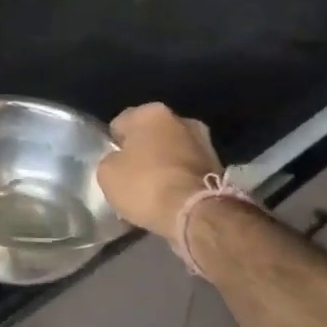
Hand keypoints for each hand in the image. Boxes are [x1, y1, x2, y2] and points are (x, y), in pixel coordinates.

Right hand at [97, 103, 221, 239]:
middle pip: (151, 134)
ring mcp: (205, 142)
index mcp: (151, 112)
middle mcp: (182, 119)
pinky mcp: (220, 167)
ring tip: (152, 190)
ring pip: (172, 151)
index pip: (121, 122)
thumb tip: (119, 160)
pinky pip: (188, 170)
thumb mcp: (106, 173)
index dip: (113, 143)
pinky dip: (179, 179)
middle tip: (131, 175)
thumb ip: (111, 159)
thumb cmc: (145, 184)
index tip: (112, 163)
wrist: (196, 214)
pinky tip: (170, 198)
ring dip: (163, 165)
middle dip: (143, 151)